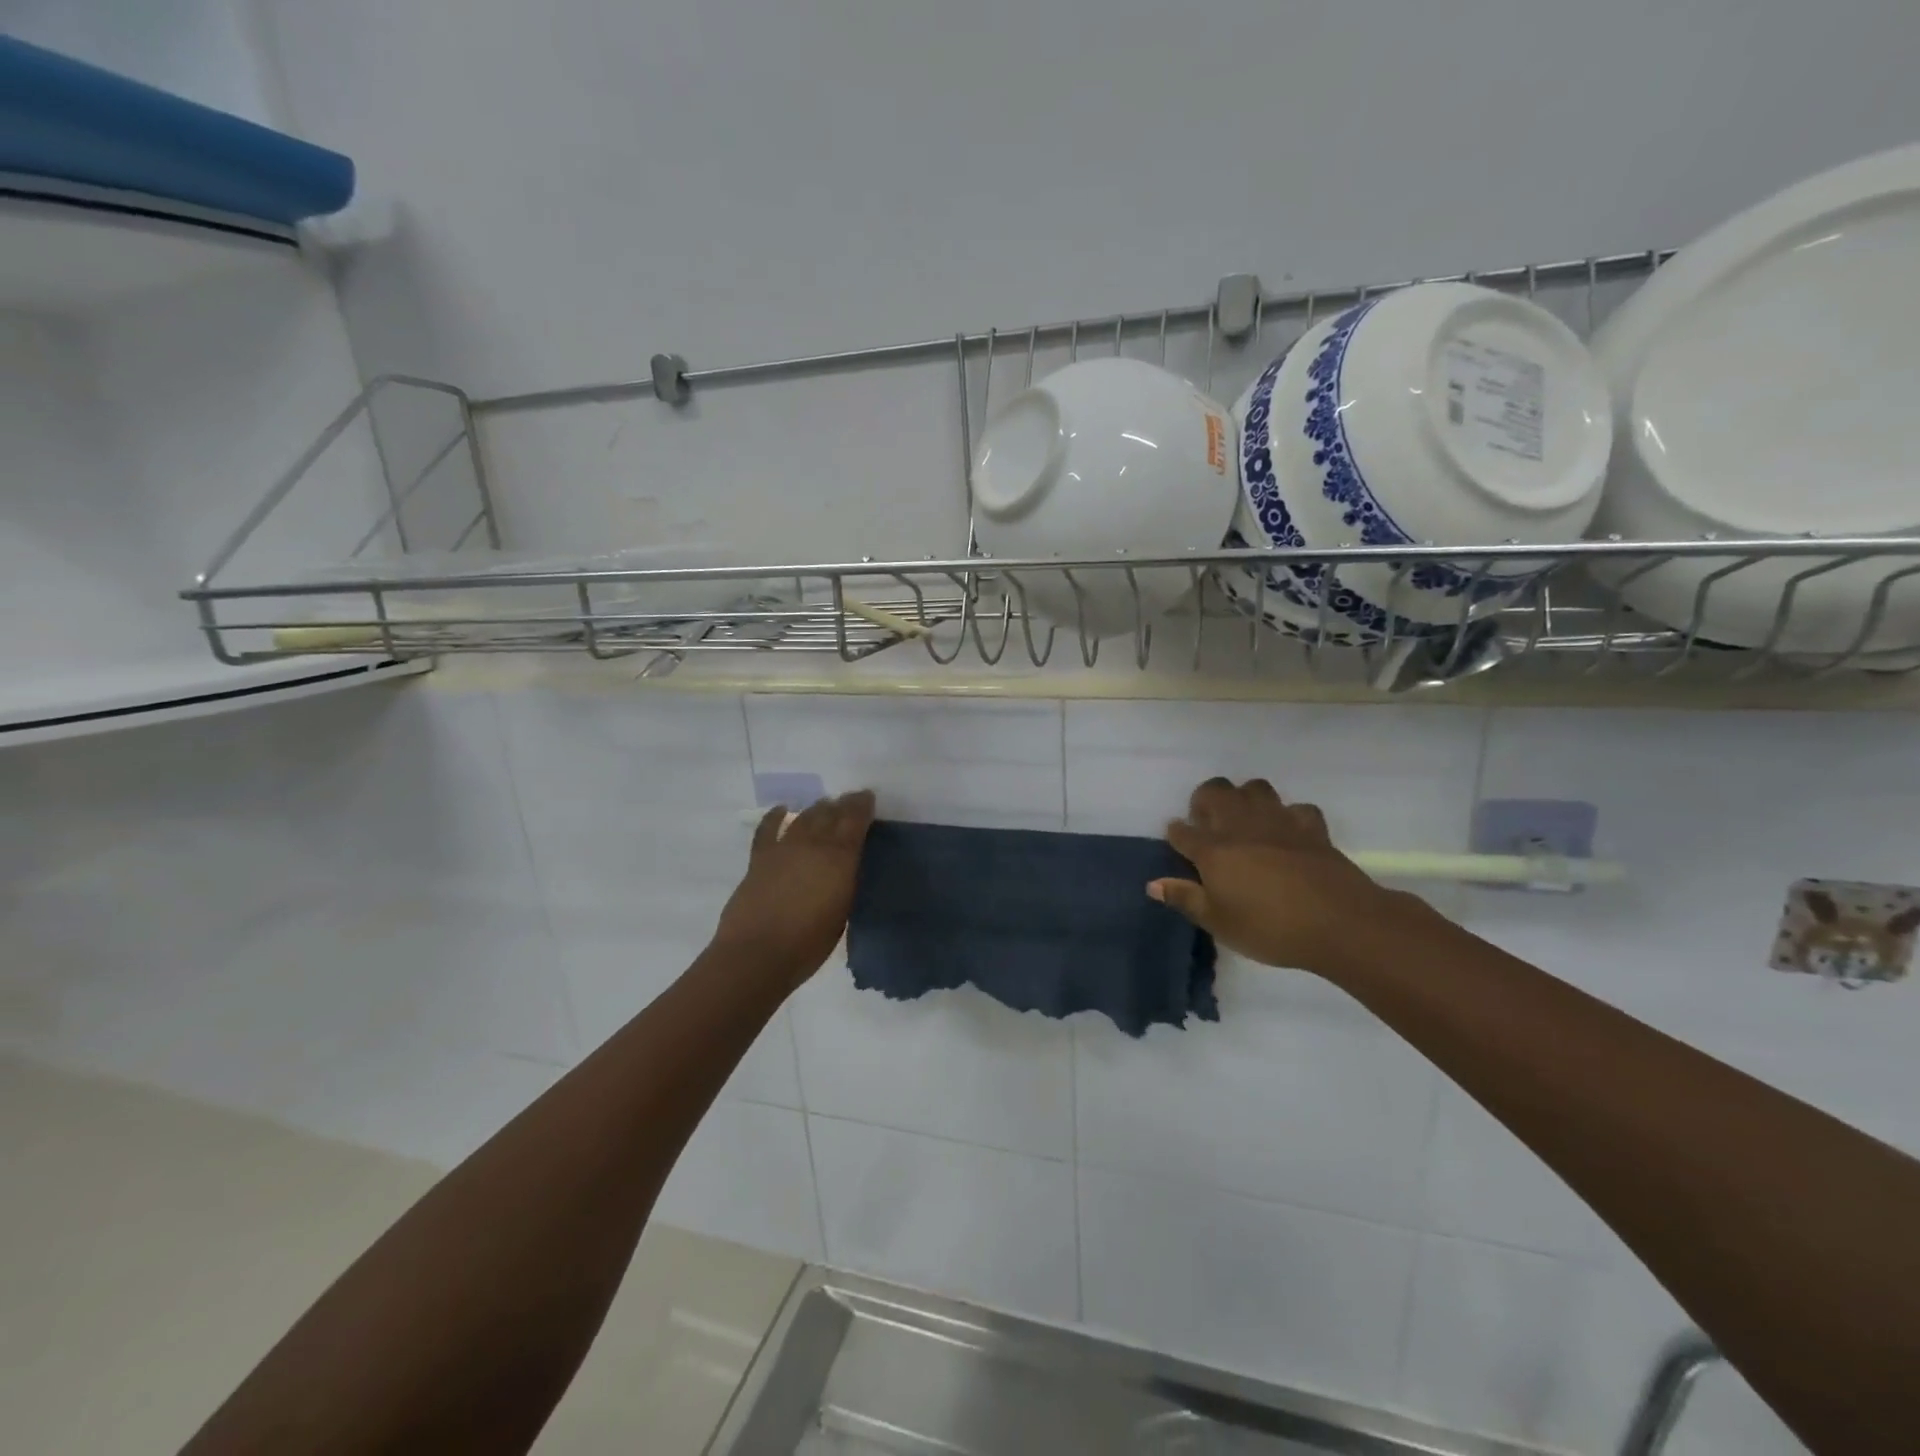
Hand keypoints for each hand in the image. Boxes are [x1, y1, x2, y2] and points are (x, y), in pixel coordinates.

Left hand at [711, 790, 875, 990]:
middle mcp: (813, 844)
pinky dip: (775, 816)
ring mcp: (784, 848)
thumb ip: (846, 882)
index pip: (855, 820)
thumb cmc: (808, 943)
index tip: (868, 797)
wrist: (757, 954)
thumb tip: (846, 869)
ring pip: (804, 817)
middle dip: (842, 804)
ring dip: (816, 809)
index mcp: (840, 858)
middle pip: (830, 813)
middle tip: (850, 801)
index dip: (863, 805)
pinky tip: (781, 809)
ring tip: (825, 805)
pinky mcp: (759, 858)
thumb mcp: (843, 912)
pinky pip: (768, 829)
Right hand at [1148, 777, 1426, 976]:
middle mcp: (1241, 827)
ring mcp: (1279, 822)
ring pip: (1255, 788)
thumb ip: (1185, 899)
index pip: (1183, 832)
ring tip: (1244, 820)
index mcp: (1213, 850)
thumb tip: (1153, 884)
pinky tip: (1288, 833)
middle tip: (1208, 823)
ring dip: (1245, 797)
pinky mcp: (1312, 827)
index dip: (1176, 833)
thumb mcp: (1219, 923)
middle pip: (1216, 791)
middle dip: (1205, 799)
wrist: (1340, 922)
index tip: (1176, 839)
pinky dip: (1289, 816)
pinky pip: (1296, 809)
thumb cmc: (1270, 928)